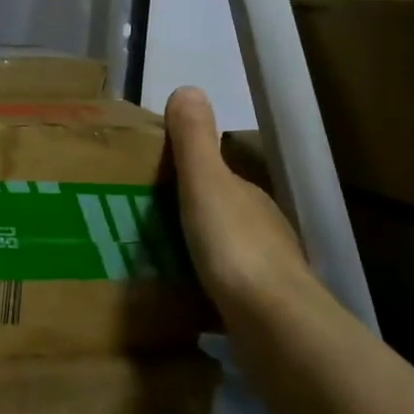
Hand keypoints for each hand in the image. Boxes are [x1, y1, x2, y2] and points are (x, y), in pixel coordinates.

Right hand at [165, 87, 315, 322]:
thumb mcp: (206, 184)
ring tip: (151, 261)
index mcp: (249, 198)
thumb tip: (188, 88)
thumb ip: (194, 141)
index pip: (219, 177)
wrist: (272, 326)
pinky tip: (177, 298)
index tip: (151, 182)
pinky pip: (222, 292)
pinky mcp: (258, 313)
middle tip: (140, 223)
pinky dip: (202, 289)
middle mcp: (262, 231)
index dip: (189, 175)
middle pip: (220, 215)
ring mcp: (264, 275)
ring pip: (222, 255)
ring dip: (195, 254)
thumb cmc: (235, 246)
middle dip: (188, 216)